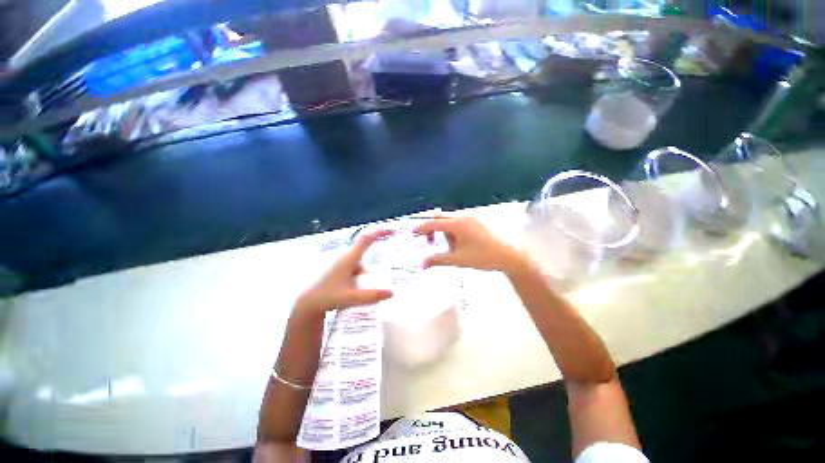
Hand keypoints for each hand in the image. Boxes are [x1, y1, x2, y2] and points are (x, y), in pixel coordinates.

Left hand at [296, 229, 393, 314]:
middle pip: (363, 256)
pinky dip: (353, 278)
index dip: (379, 232)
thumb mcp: (351, 297)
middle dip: (367, 270)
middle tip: (367, 284)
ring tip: (353, 293)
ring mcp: (338, 261)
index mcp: (348, 258)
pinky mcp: (334, 267)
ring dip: (359, 277)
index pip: (366, 239)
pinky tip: (347, 291)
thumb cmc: (327, 297)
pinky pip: (350, 269)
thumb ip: (371, 295)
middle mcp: (344, 256)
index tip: (391, 229)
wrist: (306, 303)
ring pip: (357, 265)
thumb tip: (392, 293)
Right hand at [414, 216, 525, 271]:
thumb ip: (438, 260)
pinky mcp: (478, 221)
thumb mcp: (458, 260)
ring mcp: (472, 218)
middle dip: (433, 229)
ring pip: (451, 221)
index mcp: (458, 224)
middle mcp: (464, 217)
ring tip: (452, 248)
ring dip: (446, 232)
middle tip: (430, 242)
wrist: (510, 256)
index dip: (422, 228)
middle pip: (441, 218)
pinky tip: (462, 244)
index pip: (434, 223)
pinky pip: (460, 223)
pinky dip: (455, 231)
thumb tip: (422, 264)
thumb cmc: (483, 257)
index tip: (413, 233)